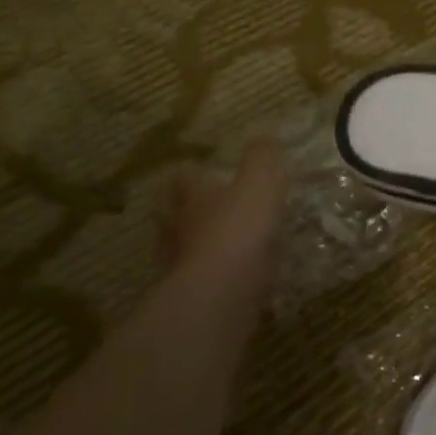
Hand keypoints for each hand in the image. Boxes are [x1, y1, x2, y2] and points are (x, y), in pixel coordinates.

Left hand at [159, 140, 288, 283]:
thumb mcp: (260, 185)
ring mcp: (181, 266)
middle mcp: (179, 229)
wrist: (221, 296)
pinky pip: (201, 281)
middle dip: (183, 209)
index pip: (183, 179)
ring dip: (193, 245)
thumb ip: (263, 160)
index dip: (191, 173)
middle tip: (201, 207)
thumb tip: (264, 137)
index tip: (199, 170)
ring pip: (180, 249)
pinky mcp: (193, 297)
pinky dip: (212, 278)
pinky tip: (230, 280)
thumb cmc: (239, 231)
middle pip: (171, 214)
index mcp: (193, 199)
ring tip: (215, 244)